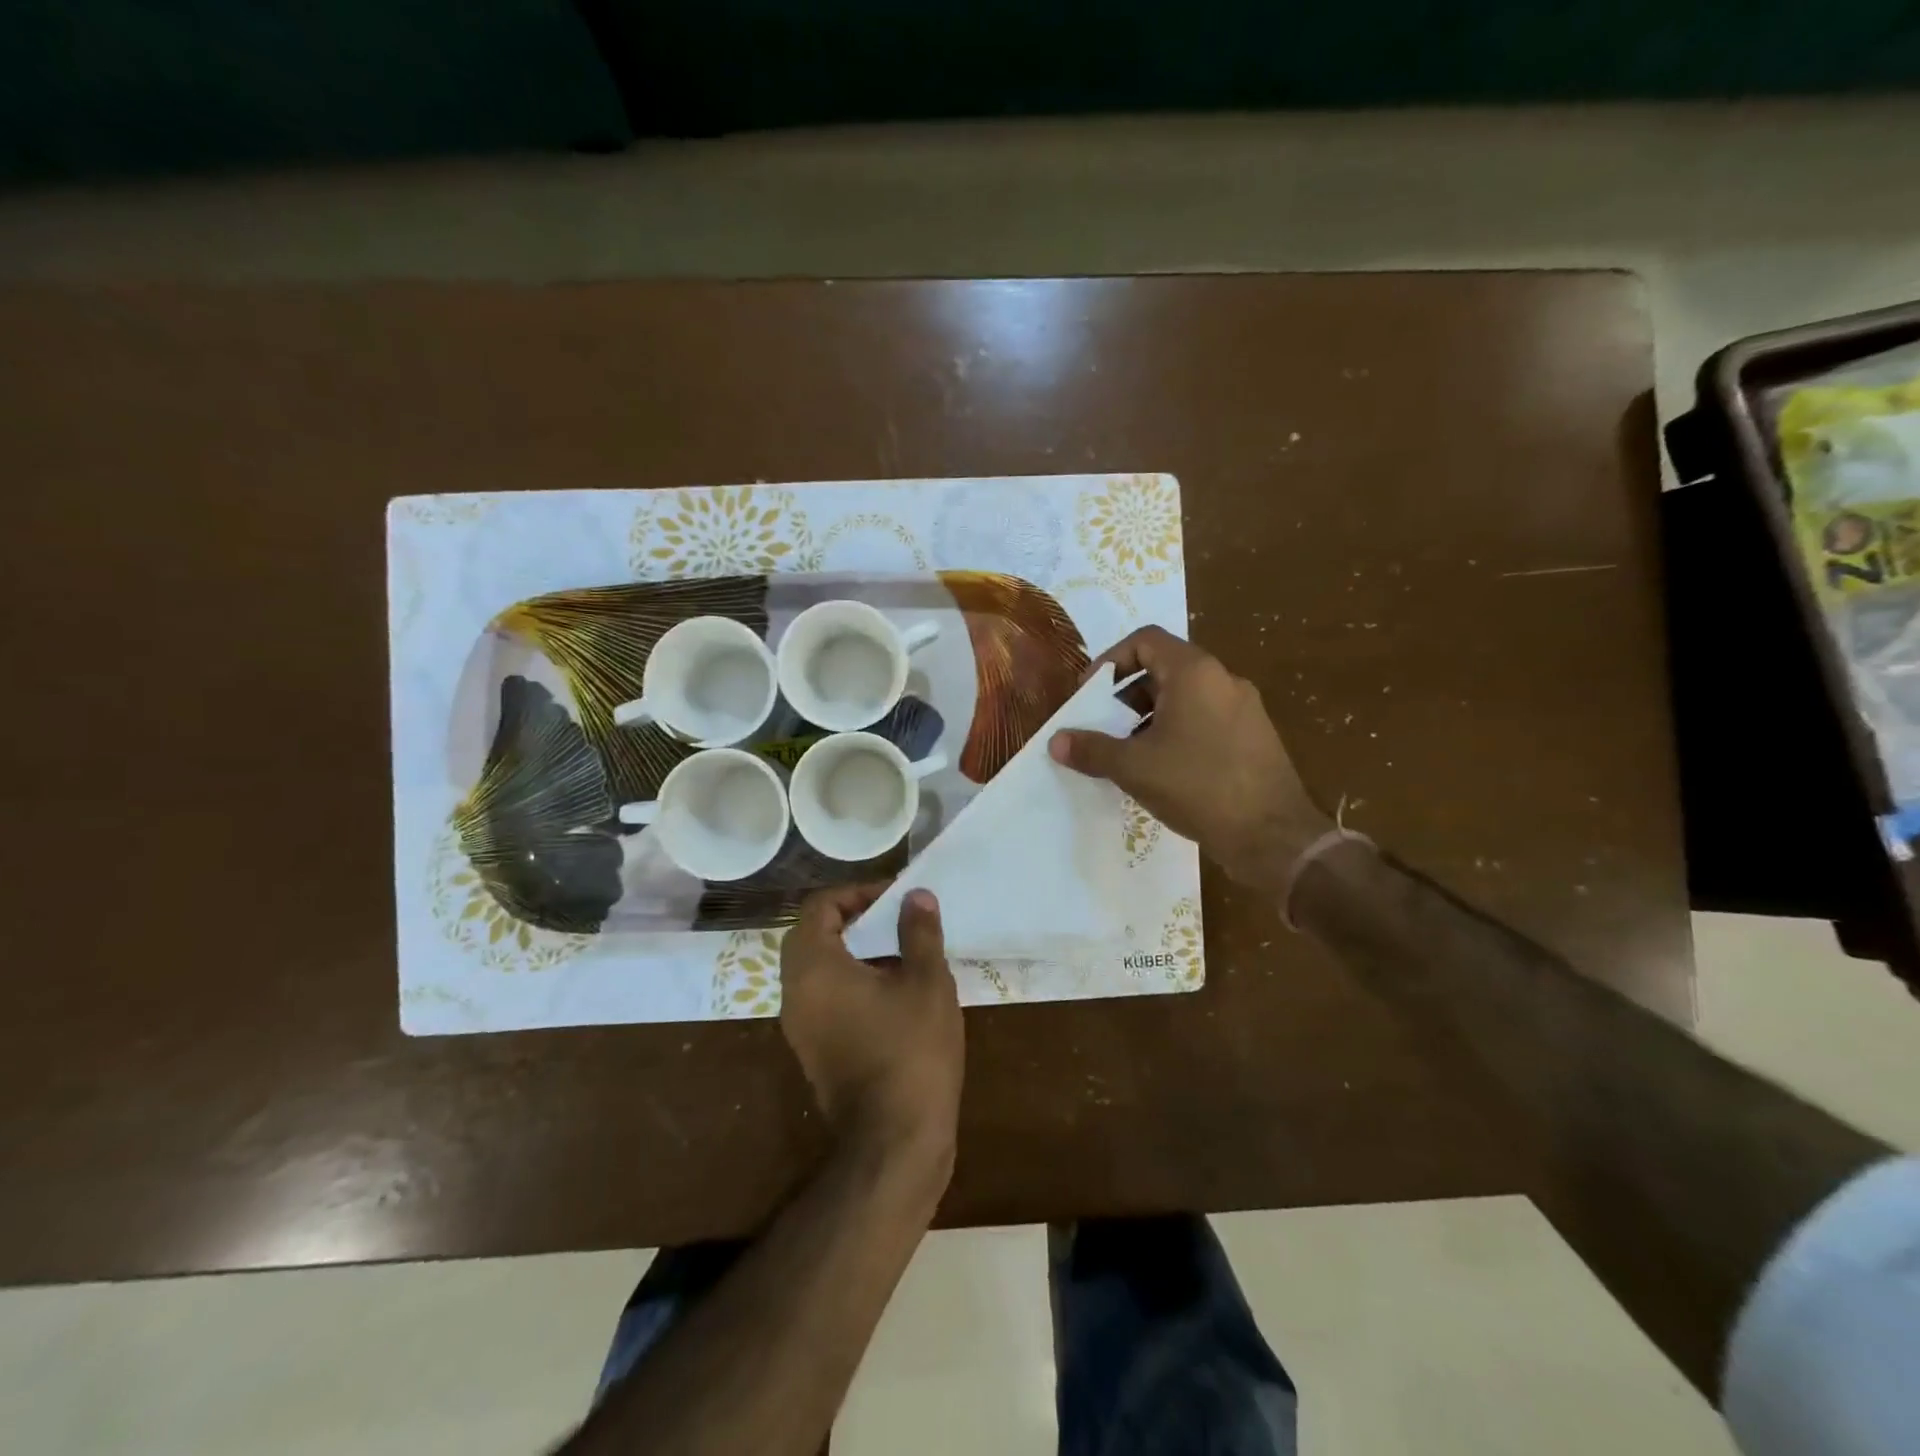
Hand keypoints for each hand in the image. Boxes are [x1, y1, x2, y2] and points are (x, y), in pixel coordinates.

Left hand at [779, 885, 963, 1166]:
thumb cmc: (912, 1050)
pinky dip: (848, 980)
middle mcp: (795, 992)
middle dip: (852, 918)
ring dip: (851, 950)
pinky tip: (892, 991)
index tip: (894, 899)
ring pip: (816, 967)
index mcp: (814, 967)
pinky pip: (822, 996)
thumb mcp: (927, 982)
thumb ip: (919, 931)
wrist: (895, 1141)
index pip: (819, 907)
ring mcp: (799, 1026)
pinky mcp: (812, 1050)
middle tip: (894, 920)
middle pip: (811, 934)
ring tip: (899, 951)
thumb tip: (915, 896)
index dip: (857, 893)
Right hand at [1049, 626, 1332, 889]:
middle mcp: (1223, 679)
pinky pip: (1205, 719)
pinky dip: (1177, 732)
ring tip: (1129, 753)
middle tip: (1105, 727)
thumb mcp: (1134, 767)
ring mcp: (1244, 708)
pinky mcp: (1254, 736)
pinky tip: (1163, 771)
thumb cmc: (1198, 787)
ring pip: (1185, 697)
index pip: (1145, 640)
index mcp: (1194, 673)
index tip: (1091, 693)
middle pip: (1164, 668)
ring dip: (1150, 716)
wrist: (1272, 836)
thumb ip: (1092, 749)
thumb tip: (1056, 741)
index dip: (1110, 660)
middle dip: (1126, 695)